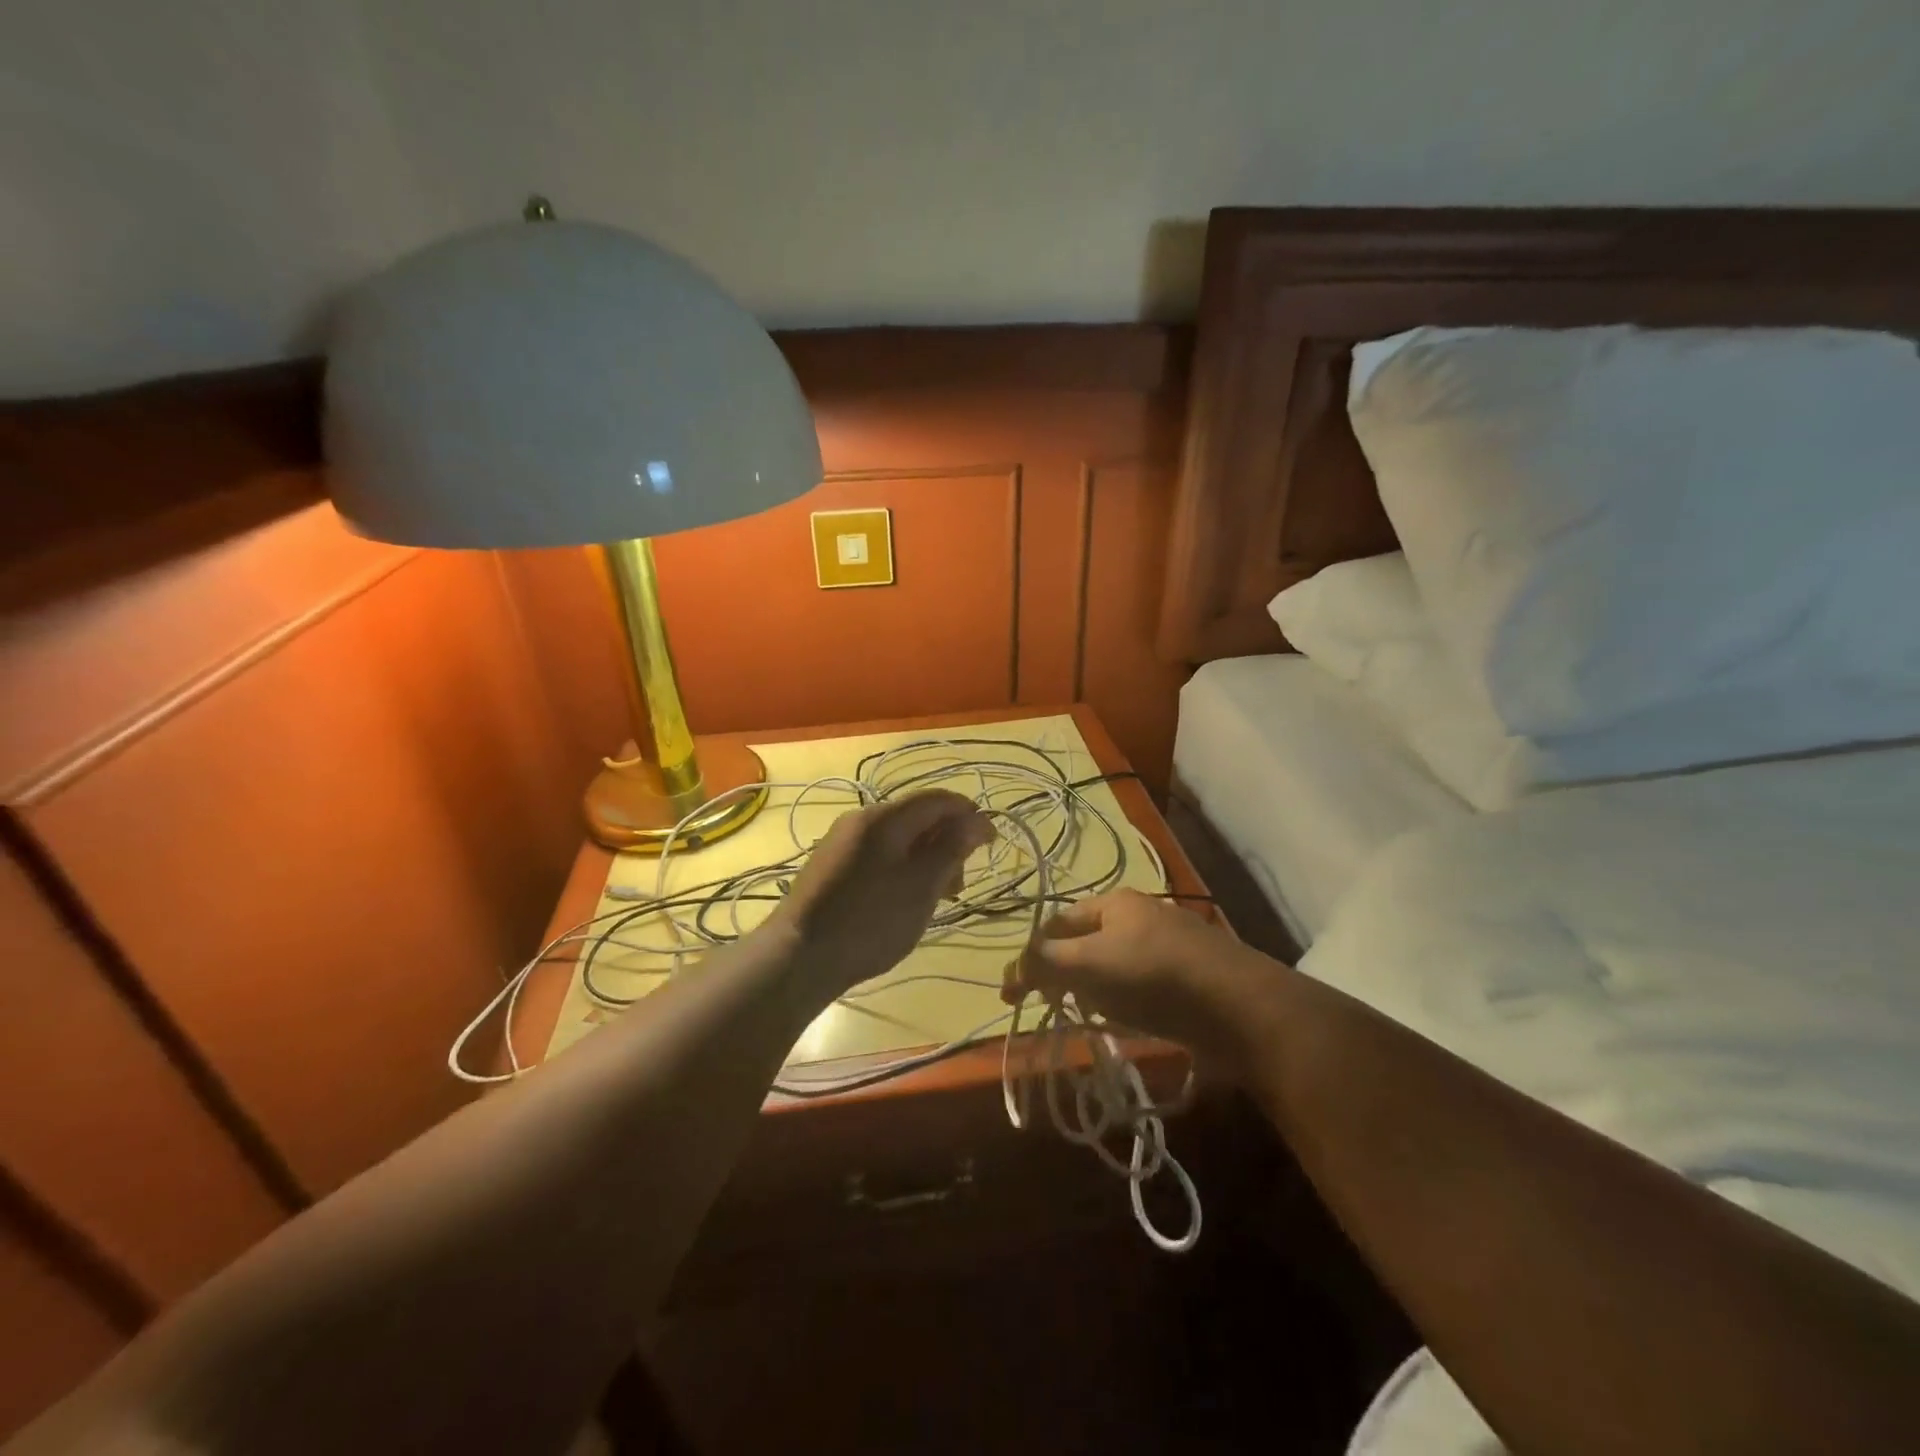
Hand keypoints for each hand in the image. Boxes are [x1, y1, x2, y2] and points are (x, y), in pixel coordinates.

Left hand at [771, 790, 992, 997]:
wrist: (797, 957)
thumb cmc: (869, 921)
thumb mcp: (921, 886)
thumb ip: (952, 848)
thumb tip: (979, 819)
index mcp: (884, 817)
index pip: (938, 798)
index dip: (969, 815)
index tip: (990, 844)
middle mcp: (862, 819)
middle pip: (918, 817)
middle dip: (947, 843)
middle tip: (959, 885)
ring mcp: (843, 842)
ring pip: (900, 839)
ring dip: (927, 860)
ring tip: (937, 898)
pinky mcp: (833, 865)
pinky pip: (880, 855)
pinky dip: (903, 869)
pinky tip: (906, 900)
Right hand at [1006, 889, 1268, 1066]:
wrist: (1240, 1007)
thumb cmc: (1154, 976)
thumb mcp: (1088, 964)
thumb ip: (1044, 963)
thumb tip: (1012, 970)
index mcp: (1113, 902)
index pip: (1056, 922)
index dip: (1031, 954)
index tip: (1014, 992)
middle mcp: (1139, 915)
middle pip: (1085, 943)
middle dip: (1063, 974)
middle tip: (1052, 1006)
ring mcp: (1166, 944)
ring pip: (1112, 966)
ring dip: (1093, 990)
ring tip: (1089, 1017)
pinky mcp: (1187, 976)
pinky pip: (1140, 985)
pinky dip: (1124, 1001)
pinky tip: (1126, 1021)